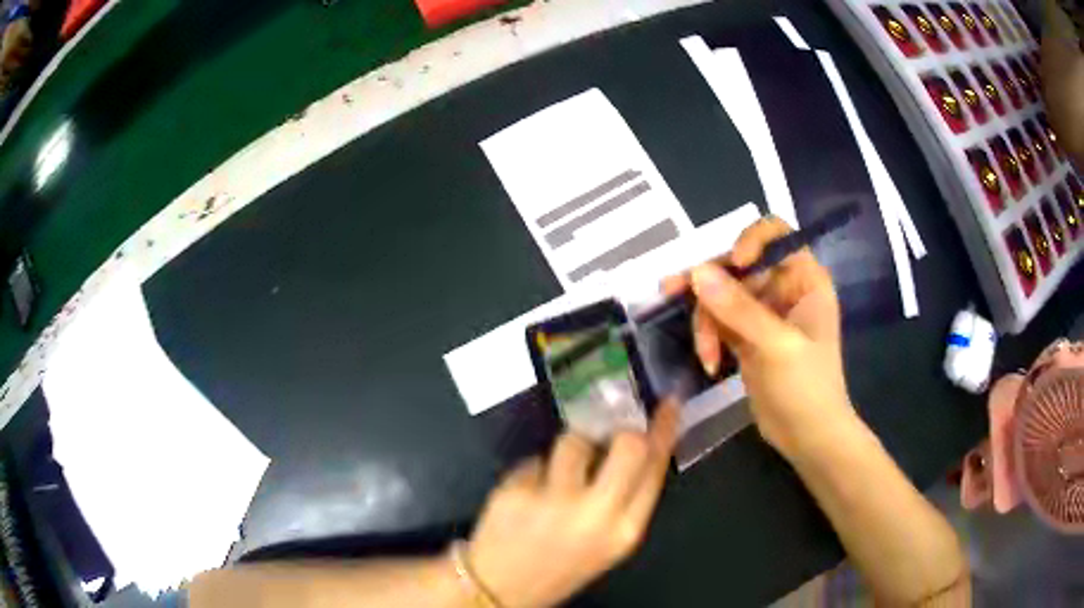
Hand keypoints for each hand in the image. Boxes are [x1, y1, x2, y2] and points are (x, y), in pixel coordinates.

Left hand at [466, 401, 679, 607]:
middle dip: (623, 430)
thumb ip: (626, 498)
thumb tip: (635, 443)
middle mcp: (595, 515)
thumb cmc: (562, 563)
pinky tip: (527, 494)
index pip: (656, 468)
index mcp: (625, 531)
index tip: (669, 403)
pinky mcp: (516, 491)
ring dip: (570, 448)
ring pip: (574, 440)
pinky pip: (536, 459)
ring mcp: (553, 502)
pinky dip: (536, 470)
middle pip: (627, 444)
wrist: (501, 588)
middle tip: (611, 430)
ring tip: (557, 475)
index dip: (665, 430)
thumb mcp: (608, 542)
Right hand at [662, 217, 853, 456]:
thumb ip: (738, 309)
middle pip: (737, 266)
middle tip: (673, 296)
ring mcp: (762, 313)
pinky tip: (709, 363)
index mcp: (804, 279)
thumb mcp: (777, 346)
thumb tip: (695, 272)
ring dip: (706, 321)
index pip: (775, 235)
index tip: (731, 263)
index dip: (750, 240)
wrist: (807, 437)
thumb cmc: (807, 388)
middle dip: (710, 288)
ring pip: (721, 295)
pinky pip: (717, 321)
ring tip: (704, 354)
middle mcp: (783, 288)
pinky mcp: (746, 336)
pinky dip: (707, 337)